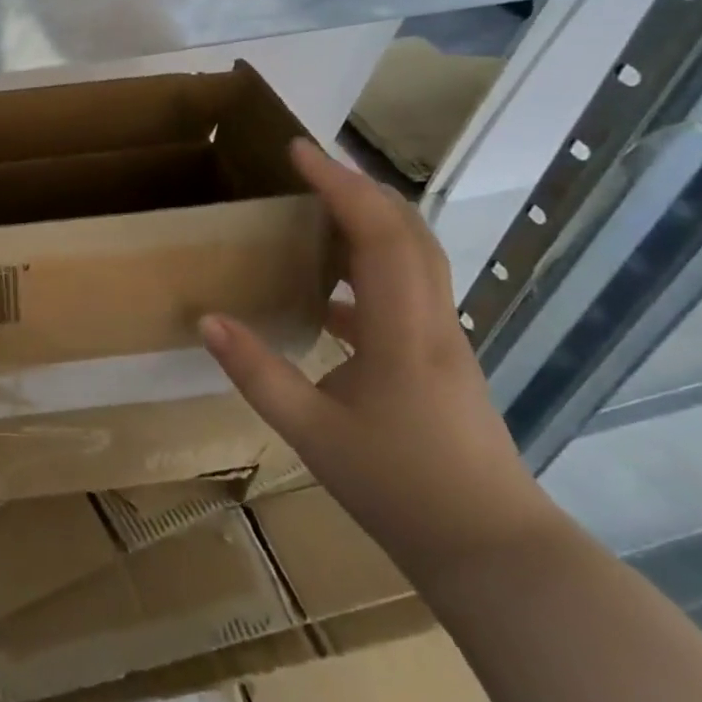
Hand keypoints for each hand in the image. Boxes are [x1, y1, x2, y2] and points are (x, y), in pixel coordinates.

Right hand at [199, 139, 559, 579]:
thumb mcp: (311, 433)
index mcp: (403, 330)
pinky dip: (371, 266)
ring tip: (319, 208)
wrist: (493, 551)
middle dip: (359, 187)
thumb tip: (207, 319)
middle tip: (309, 166)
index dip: (339, 185)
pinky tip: (330, 293)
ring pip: (415, 256)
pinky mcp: (441, 359)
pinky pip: (408, 290)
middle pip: (408, 230)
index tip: (299, 150)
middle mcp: (432, 321)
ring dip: (370, 220)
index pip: (377, 233)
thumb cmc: (400, 488)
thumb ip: (257, 372)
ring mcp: (444, 339)